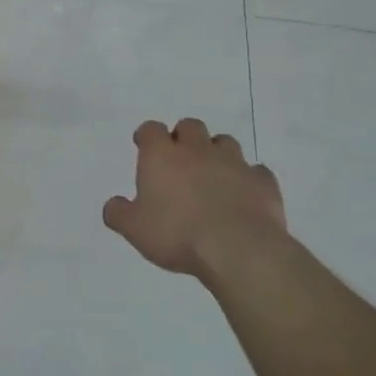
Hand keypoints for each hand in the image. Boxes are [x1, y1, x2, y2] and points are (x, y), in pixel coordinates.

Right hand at [103, 119, 286, 277]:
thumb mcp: (134, 229)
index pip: (151, 129)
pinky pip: (256, 172)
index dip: (147, 136)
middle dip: (184, 137)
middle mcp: (197, 150)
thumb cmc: (177, 234)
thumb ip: (119, 213)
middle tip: (180, 160)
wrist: (238, 249)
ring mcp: (234, 163)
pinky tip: (244, 195)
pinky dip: (248, 179)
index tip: (144, 146)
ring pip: (225, 142)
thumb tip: (113, 206)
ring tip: (213, 175)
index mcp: (162, 155)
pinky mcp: (263, 182)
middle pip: (190, 126)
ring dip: (217, 153)